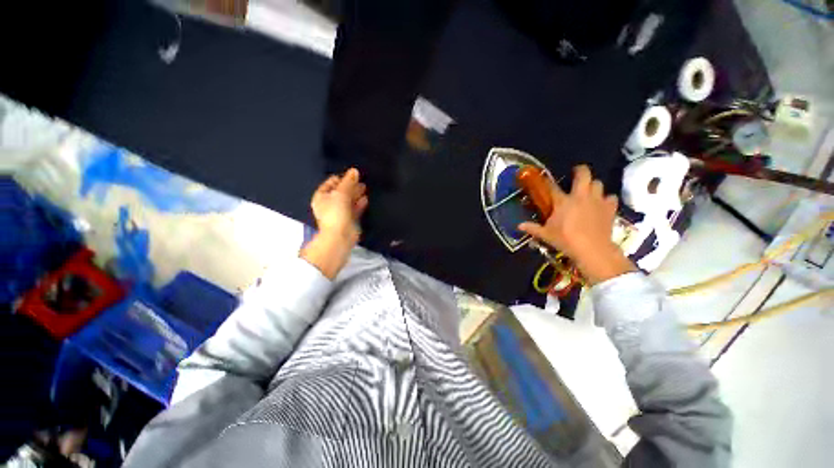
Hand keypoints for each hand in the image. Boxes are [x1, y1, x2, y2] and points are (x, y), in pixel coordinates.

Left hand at [310, 168, 367, 243]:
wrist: (340, 236)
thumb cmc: (336, 213)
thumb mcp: (341, 193)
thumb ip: (348, 182)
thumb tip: (354, 171)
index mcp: (321, 196)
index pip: (331, 183)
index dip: (341, 178)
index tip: (352, 175)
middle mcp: (329, 204)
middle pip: (340, 191)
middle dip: (350, 186)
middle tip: (360, 180)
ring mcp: (339, 212)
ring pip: (348, 200)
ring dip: (356, 194)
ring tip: (365, 187)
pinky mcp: (349, 219)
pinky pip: (354, 209)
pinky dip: (359, 204)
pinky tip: (365, 199)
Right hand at [518, 165, 635, 284]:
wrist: (592, 249)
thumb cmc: (565, 240)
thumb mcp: (545, 235)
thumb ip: (532, 228)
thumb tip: (519, 226)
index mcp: (562, 201)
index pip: (552, 187)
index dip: (548, 182)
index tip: (546, 181)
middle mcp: (580, 196)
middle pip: (584, 174)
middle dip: (580, 170)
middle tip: (576, 174)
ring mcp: (597, 201)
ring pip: (598, 183)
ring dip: (593, 185)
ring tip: (589, 191)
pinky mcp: (609, 208)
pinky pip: (611, 197)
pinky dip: (607, 199)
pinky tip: (602, 204)